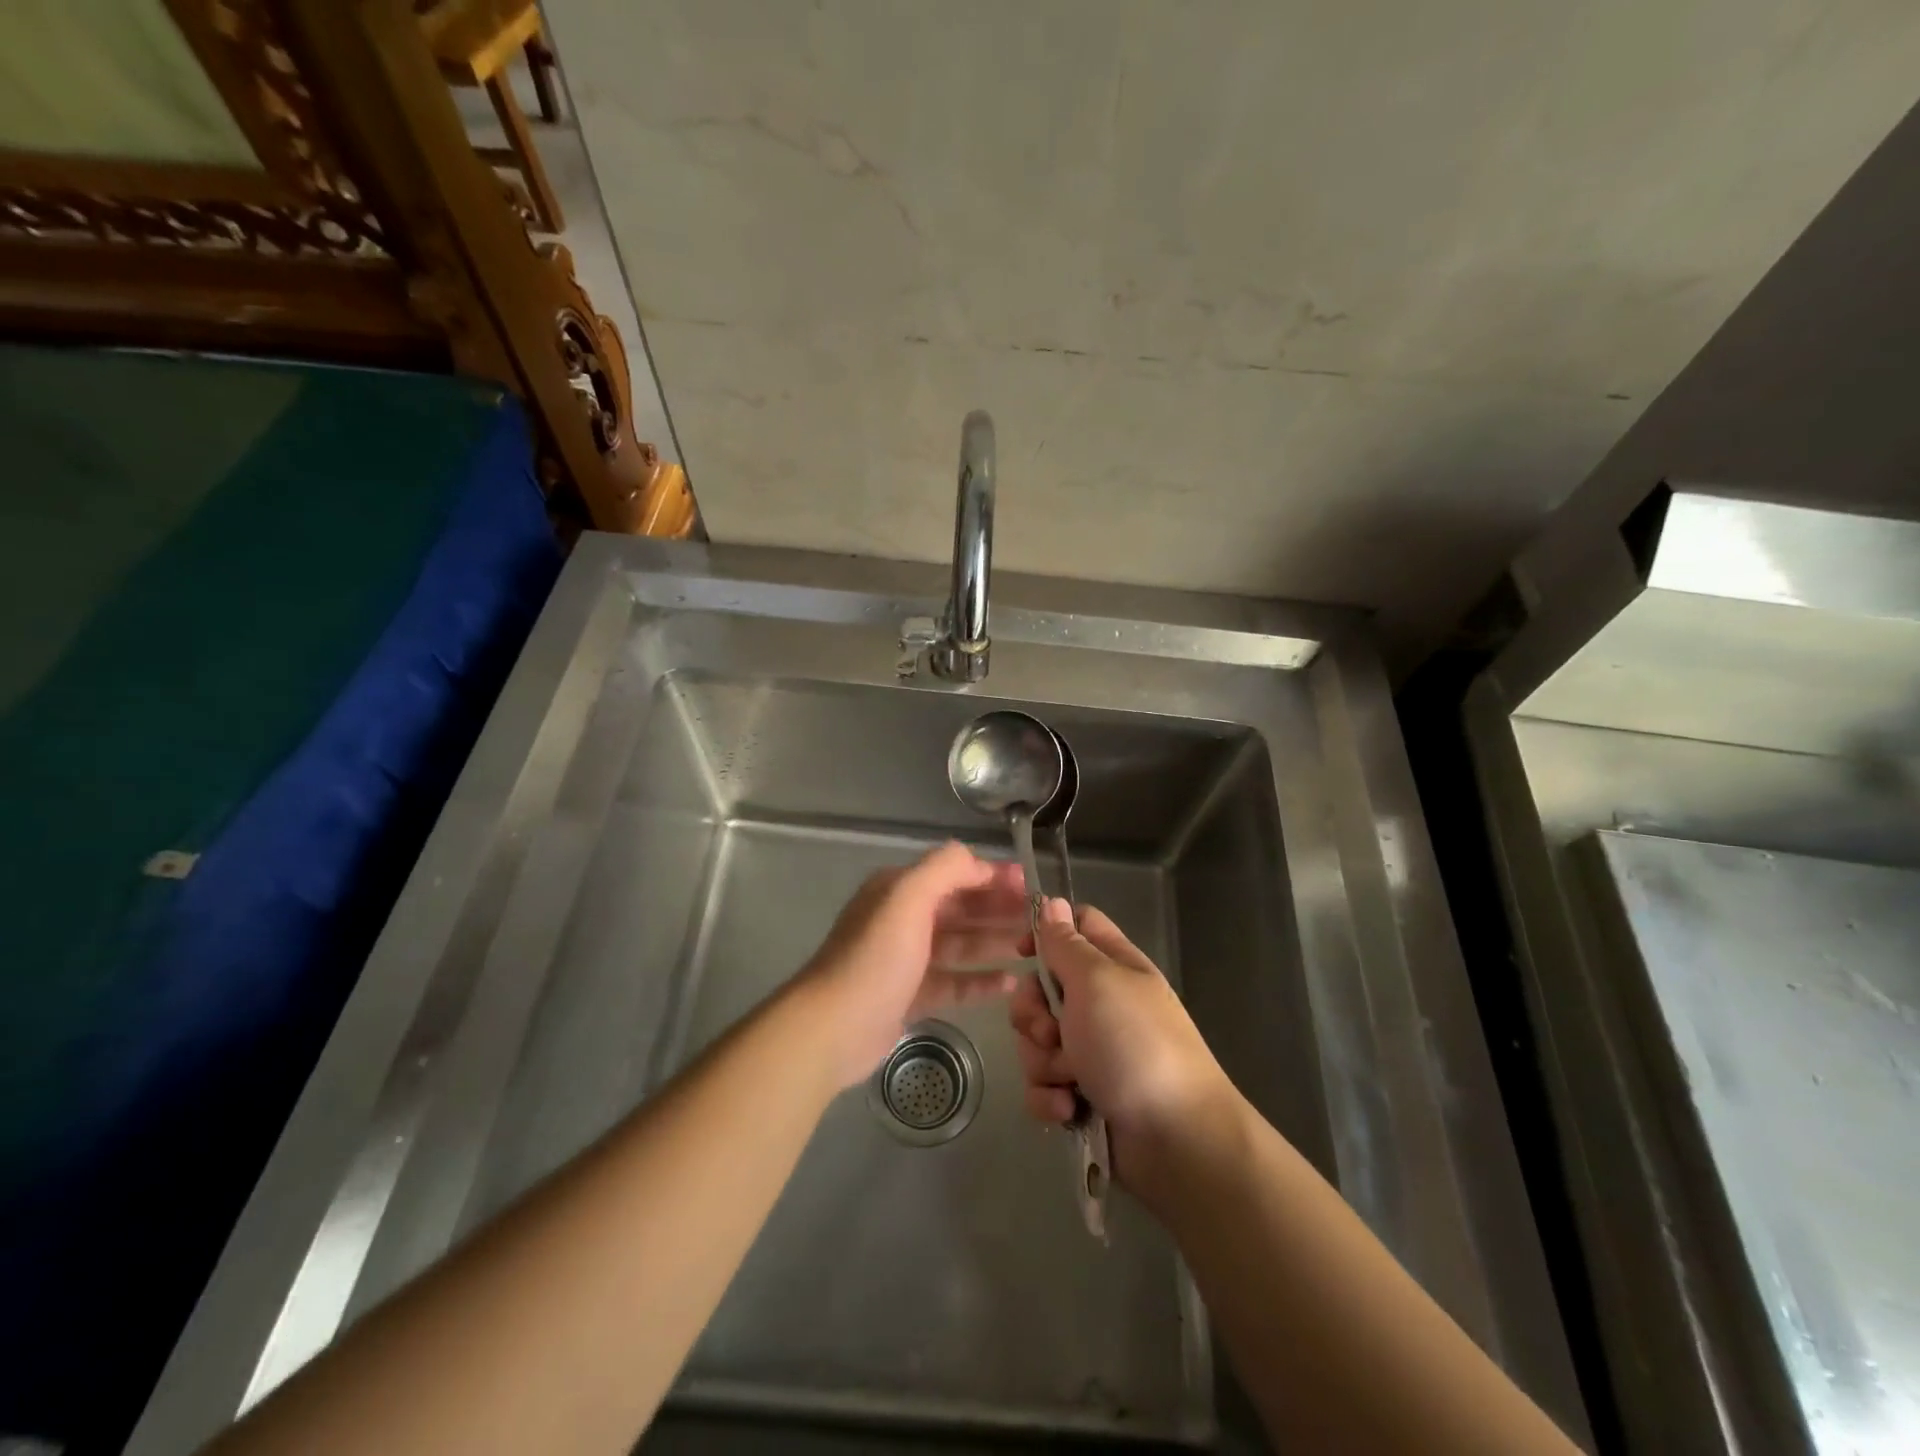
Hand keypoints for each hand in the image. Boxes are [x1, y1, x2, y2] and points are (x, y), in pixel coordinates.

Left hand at [796, 843, 1025, 1087]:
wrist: (833, 1027)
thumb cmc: (876, 957)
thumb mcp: (908, 897)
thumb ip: (945, 868)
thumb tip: (978, 861)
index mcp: (899, 889)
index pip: (954, 873)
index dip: (992, 876)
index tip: (1030, 885)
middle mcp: (902, 918)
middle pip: (960, 908)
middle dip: (998, 910)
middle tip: (1039, 919)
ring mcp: (906, 959)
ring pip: (960, 945)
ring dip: (994, 943)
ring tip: (1033, 948)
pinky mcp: (910, 996)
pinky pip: (953, 983)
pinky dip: (980, 981)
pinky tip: (1010, 983)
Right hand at [1009, 897, 1234, 1194]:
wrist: (1176, 1141)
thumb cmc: (1135, 1045)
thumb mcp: (1096, 981)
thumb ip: (1066, 944)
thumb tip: (1053, 903)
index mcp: (1112, 966)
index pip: (1076, 926)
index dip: (1045, 933)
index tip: (1020, 953)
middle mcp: (1101, 1004)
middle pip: (1042, 989)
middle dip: (1032, 1013)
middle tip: (1050, 1031)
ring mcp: (1093, 1051)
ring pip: (1036, 1041)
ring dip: (1043, 1061)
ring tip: (1069, 1080)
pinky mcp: (1082, 1096)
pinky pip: (1043, 1086)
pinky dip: (1050, 1099)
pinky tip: (1069, 1110)